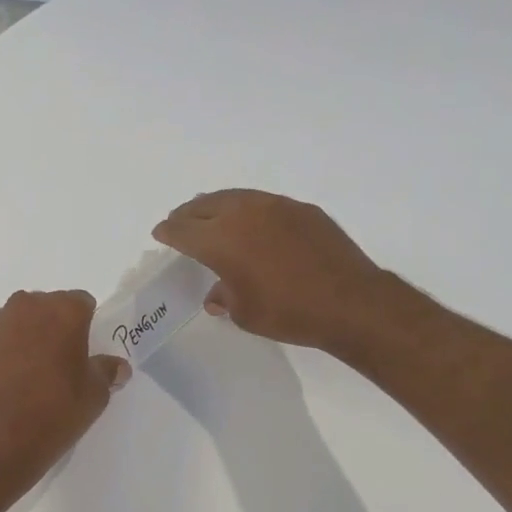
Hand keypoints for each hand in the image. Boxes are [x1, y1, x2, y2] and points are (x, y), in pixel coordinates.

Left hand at [0, 290, 130, 476]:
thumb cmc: (56, 411)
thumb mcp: (95, 395)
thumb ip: (107, 371)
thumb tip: (117, 367)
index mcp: (63, 311)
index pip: (82, 302)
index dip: (86, 325)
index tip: (85, 351)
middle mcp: (25, 307)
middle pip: (46, 308)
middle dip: (53, 327)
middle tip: (59, 363)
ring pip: (16, 323)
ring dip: (24, 339)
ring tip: (28, 376)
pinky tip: (4, 386)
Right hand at [152, 190, 391, 352]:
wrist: (350, 302)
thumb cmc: (289, 313)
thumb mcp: (245, 313)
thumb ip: (224, 297)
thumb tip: (216, 293)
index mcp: (221, 239)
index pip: (183, 230)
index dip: (169, 232)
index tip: (161, 233)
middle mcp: (243, 213)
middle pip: (205, 206)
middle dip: (188, 214)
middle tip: (180, 222)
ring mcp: (276, 206)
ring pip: (235, 198)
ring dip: (217, 206)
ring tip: (212, 216)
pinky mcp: (302, 209)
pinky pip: (264, 203)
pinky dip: (248, 210)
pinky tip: (253, 223)